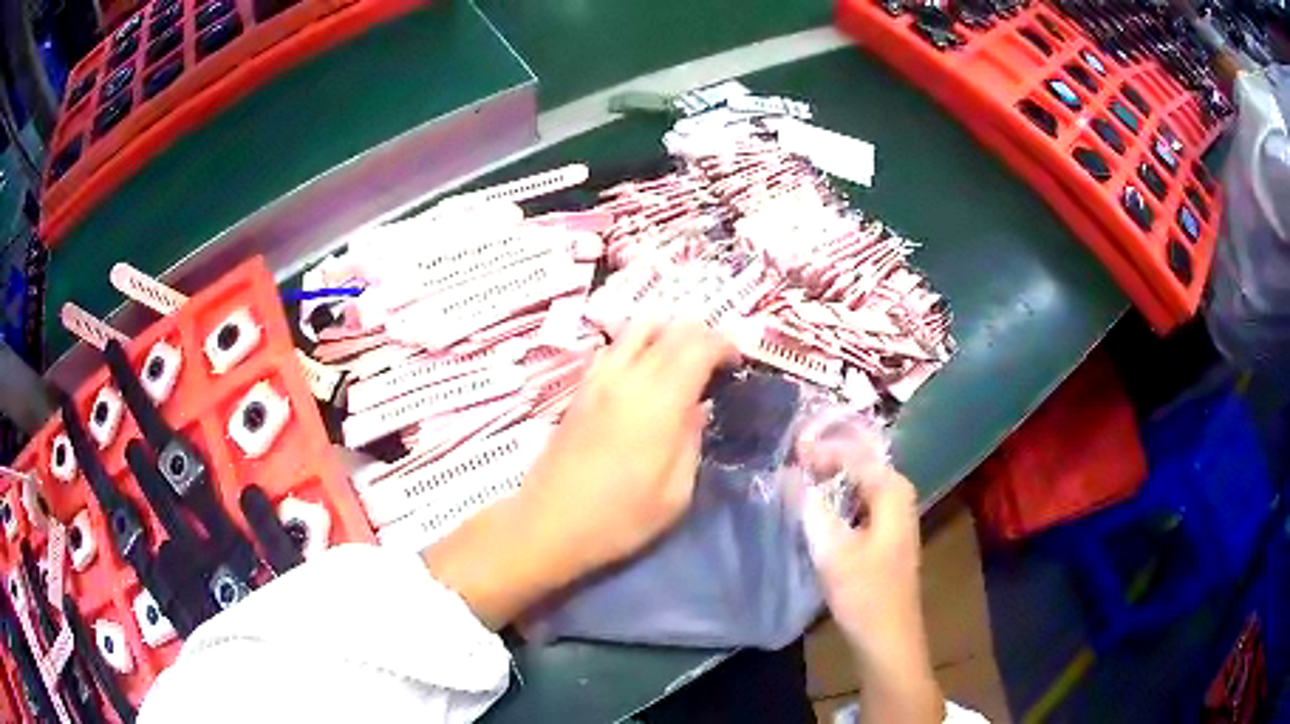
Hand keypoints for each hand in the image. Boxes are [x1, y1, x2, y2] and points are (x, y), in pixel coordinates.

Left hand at [424, 319, 736, 627]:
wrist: (549, 524)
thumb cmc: (619, 519)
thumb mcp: (675, 493)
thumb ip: (691, 441)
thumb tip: (698, 409)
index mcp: (659, 401)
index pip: (698, 345)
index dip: (724, 345)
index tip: (737, 364)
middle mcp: (627, 377)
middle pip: (671, 328)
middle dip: (702, 336)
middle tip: (717, 362)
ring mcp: (598, 378)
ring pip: (638, 327)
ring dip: (668, 334)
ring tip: (682, 362)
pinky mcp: (580, 388)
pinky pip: (614, 347)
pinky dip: (638, 345)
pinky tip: (644, 373)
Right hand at [806, 466, 944, 723]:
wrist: (887, 637)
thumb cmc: (864, 593)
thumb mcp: (831, 549)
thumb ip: (810, 506)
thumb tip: (789, 474)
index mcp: (893, 491)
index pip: (853, 454)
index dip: (820, 449)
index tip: (788, 451)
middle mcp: (899, 495)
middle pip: (859, 465)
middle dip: (825, 460)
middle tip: (789, 462)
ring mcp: (895, 516)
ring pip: (858, 485)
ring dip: (830, 480)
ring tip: (797, 479)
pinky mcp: (885, 535)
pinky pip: (859, 503)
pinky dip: (837, 500)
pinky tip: (817, 508)